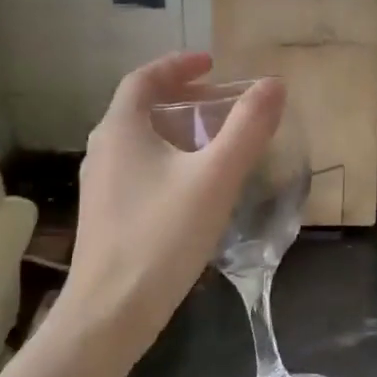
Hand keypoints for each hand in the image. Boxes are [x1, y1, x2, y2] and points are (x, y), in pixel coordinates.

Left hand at [61, 52, 283, 350]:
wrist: (111, 314)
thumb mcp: (215, 178)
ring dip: (177, 129)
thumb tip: (274, 85)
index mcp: (121, 130)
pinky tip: (196, 185)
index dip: (178, 65)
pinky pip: (140, 168)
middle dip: (184, 97)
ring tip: (216, 139)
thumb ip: (247, 128)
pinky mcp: (108, 215)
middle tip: (224, 102)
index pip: (144, 79)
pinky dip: (170, 158)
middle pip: (142, 108)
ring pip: (141, 141)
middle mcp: (103, 150)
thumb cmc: (162, 237)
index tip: (213, 63)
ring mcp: (101, 185)